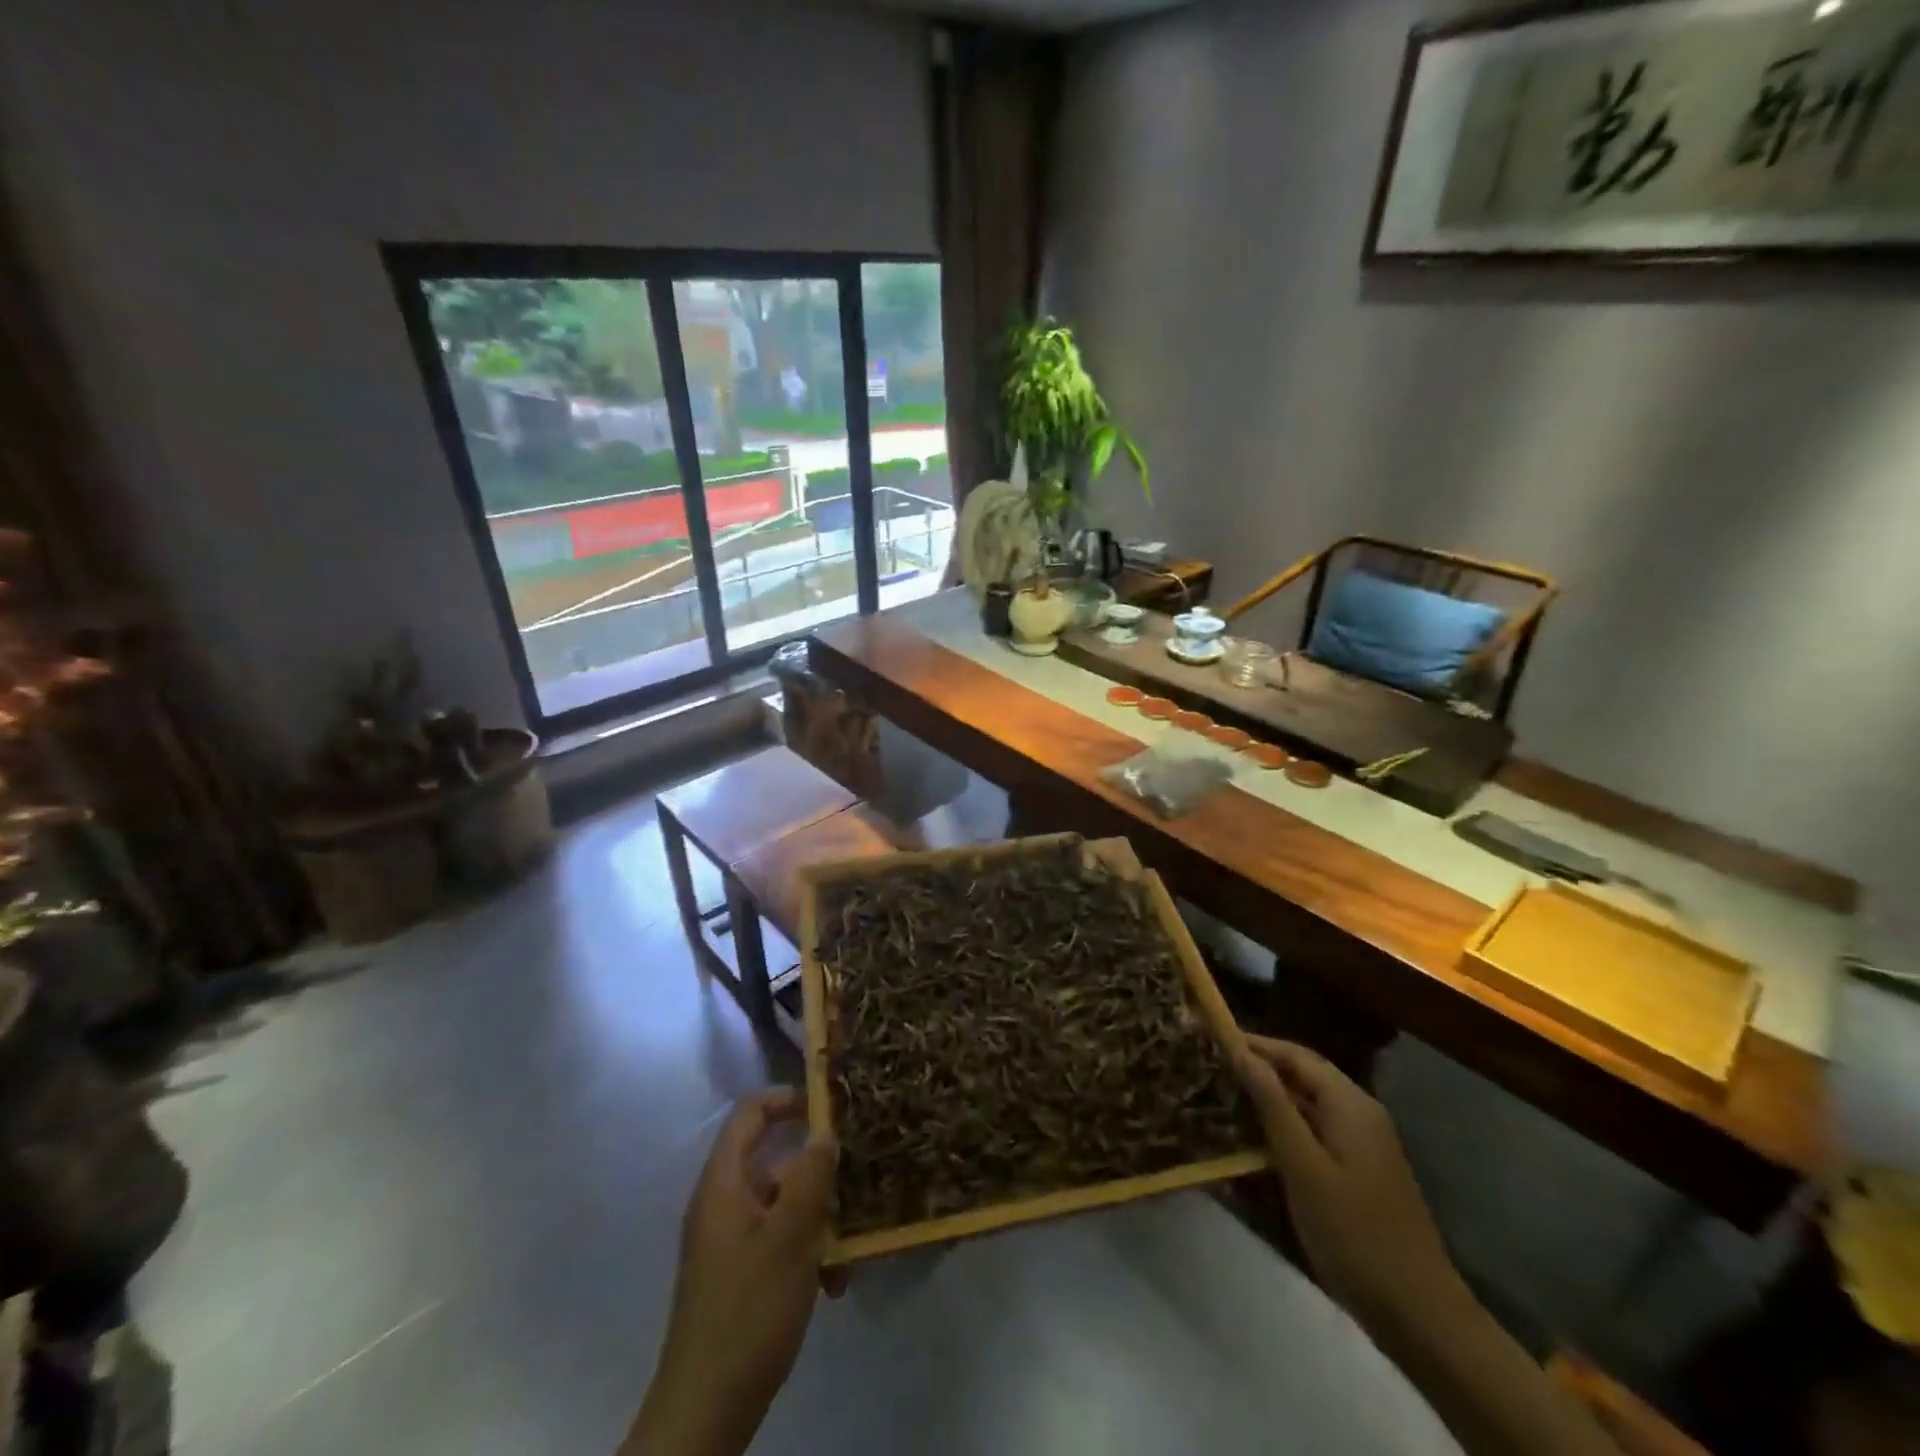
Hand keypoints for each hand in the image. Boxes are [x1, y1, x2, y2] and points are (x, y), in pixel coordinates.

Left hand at [625, 1090, 836, 1455]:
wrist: (705, 1412)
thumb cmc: (749, 1311)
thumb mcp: (790, 1237)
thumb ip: (811, 1177)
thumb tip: (824, 1133)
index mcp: (723, 1182)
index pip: (751, 1112)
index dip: (789, 1100)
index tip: (830, 1110)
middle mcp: (722, 1202)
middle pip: (773, 1159)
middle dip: (817, 1173)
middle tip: (855, 1185)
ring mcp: (728, 1240)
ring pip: (782, 1204)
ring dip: (818, 1220)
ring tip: (849, 1252)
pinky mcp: (737, 1273)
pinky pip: (777, 1240)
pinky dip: (806, 1251)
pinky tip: (833, 1284)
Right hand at [1233, 1036, 1466, 1336]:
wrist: (1419, 1314)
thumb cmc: (1353, 1233)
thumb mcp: (1303, 1166)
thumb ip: (1273, 1104)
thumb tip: (1242, 1051)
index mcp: (1350, 1104)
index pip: (1295, 1055)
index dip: (1255, 1044)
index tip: (1213, 1039)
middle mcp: (1361, 1112)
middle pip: (1304, 1075)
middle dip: (1260, 1067)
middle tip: (1213, 1068)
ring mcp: (1364, 1143)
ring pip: (1309, 1104)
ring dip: (1270, 1098)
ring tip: (1226, 1098)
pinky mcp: (1361, 1171)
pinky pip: (1317, 1131)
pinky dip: (1286, 1126)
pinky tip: (1258, 1141)